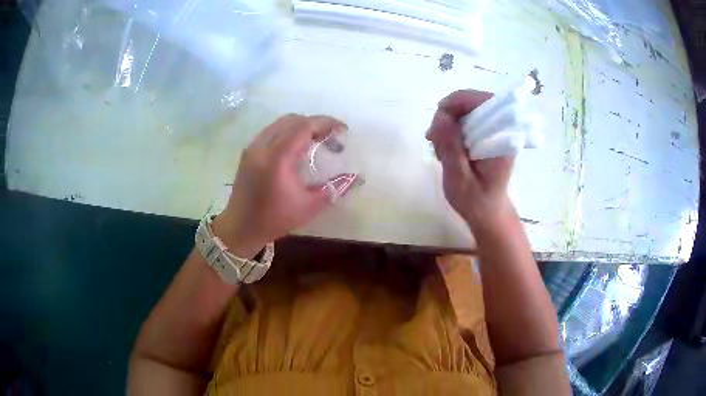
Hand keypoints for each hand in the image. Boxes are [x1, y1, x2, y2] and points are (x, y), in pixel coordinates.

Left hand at [214, 114, 355, 257]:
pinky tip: (297, 148)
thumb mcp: (309, 206)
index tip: (343, 130)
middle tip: (331, 138)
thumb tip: (356, 178)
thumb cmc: (275, 219)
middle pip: (292, 120)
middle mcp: (262, 146)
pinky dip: (288, 132)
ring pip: (281, 123)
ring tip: (317, 141)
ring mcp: (253, 147)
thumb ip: (334, 188)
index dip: (326, 123)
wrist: (241, 227)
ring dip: (301, 126)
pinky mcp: (248, 151)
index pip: (304, 126)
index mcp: (277, 158)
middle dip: (315, 124)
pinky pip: (272, 131)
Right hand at [426, 90, 515, 229]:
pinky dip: (450, 129)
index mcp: (502, 139)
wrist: (486, 212)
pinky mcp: (486, 136)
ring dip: (447, 123)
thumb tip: (440, 117)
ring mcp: (494, 132)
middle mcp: (501, 130)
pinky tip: (444, 148)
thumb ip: (451, 148)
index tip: (439, 118)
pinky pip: (465, 120)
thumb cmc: (476, 201)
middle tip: (433, 137)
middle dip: (448, 114)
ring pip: (466, 110)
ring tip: (438, 149)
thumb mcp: (459, 179)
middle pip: (473, 102)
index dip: (460, 101)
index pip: (485, 101)